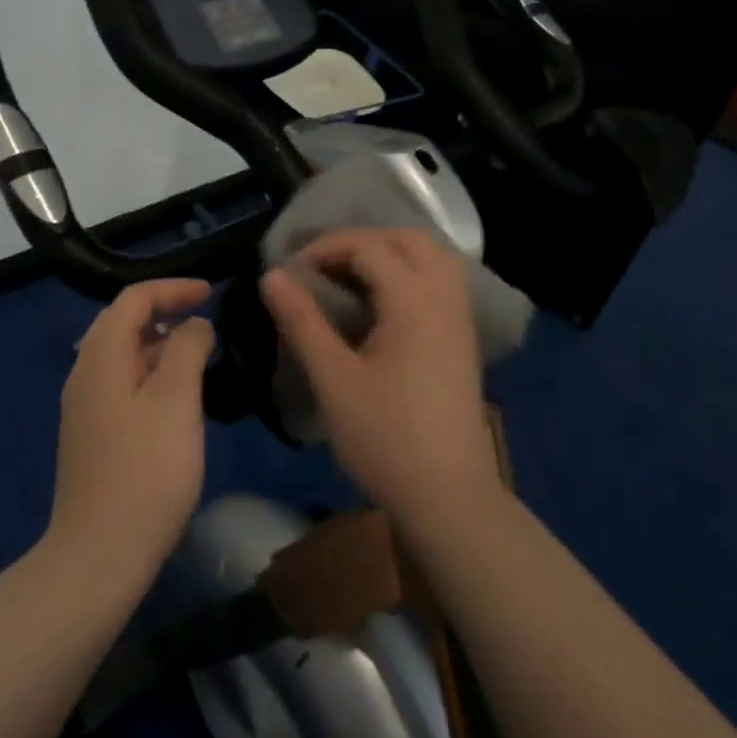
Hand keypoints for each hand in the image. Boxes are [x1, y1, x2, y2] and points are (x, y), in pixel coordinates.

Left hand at [46, 278, 215, 582]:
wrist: (99, 555)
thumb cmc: (146, 470)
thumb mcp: (176, 401)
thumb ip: (187, 349)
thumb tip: (193, 324)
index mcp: (101, 356)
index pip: (133, 299)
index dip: (173, 289)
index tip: (211, 293)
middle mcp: (84, 372)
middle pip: (122, 322)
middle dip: (164, 312)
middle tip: (206, 320)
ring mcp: (84, 406)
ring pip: (122, 355)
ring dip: (159, 345)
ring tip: (198, 356)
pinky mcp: (91, 434)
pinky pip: (121, 383)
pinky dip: (150, 373)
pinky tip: (175, 398)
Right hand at [262, 229, 502, 529]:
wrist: (449, 498)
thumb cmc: (386, 438)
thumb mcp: (333, 378)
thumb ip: (302, 320)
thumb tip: (272, 275)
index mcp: (414, 301)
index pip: (368, 247)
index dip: (325, 249)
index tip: (290, 273)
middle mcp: (444, 297)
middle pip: (408, 239)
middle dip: (361, 241)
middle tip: (323, 266)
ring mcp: (460, 318)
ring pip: (431, 257)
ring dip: (390, 253)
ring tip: (350, 277)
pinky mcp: (463, 339)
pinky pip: (440, 281)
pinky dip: (410, 273)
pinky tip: (383, 302)